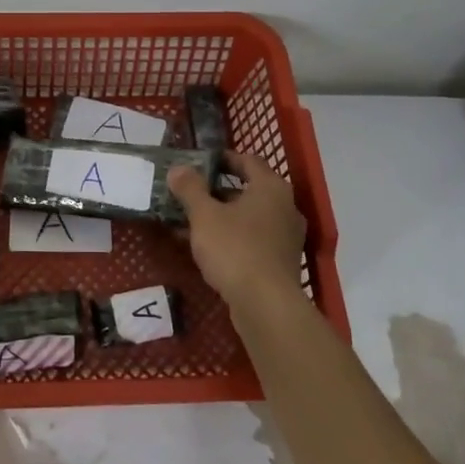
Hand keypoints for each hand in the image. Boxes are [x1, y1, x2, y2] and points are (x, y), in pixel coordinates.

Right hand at [167, 151, 307, 310]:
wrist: (266, 305)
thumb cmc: (235, 249)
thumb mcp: (204, 215)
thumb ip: (190, 189)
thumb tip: (178, 169)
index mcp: (271, 188)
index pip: (248, 160)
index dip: (223, 159)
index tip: (200, 162)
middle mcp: (285, 207)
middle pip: (249, 189)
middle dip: (217, 191)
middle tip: (190, 193)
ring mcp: (286, 236)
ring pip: (249, 217)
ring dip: (222, 216)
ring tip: (191, 221)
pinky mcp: (281, 261)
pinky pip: (253, 239)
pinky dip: (231, 237)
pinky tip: (206, 248)